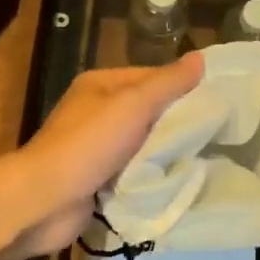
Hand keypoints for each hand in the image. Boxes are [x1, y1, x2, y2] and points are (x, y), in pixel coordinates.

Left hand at [5, 53, 204, 258]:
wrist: (44, 201)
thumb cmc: (88, 144)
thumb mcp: (133, 105)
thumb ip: (168, 83)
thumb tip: (200, 59)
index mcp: (101, 85)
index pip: (151, 78)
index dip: (182, 88)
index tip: (215, 103)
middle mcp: (97, 112)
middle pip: (148, 112)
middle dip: (177, 124)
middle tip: (215, 134)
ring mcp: (96, 148)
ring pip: (143, 144)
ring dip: (165, 153)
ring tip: (204, 159)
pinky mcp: (97, 179)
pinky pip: (133, 172)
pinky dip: (150, 177)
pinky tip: (177, 181)